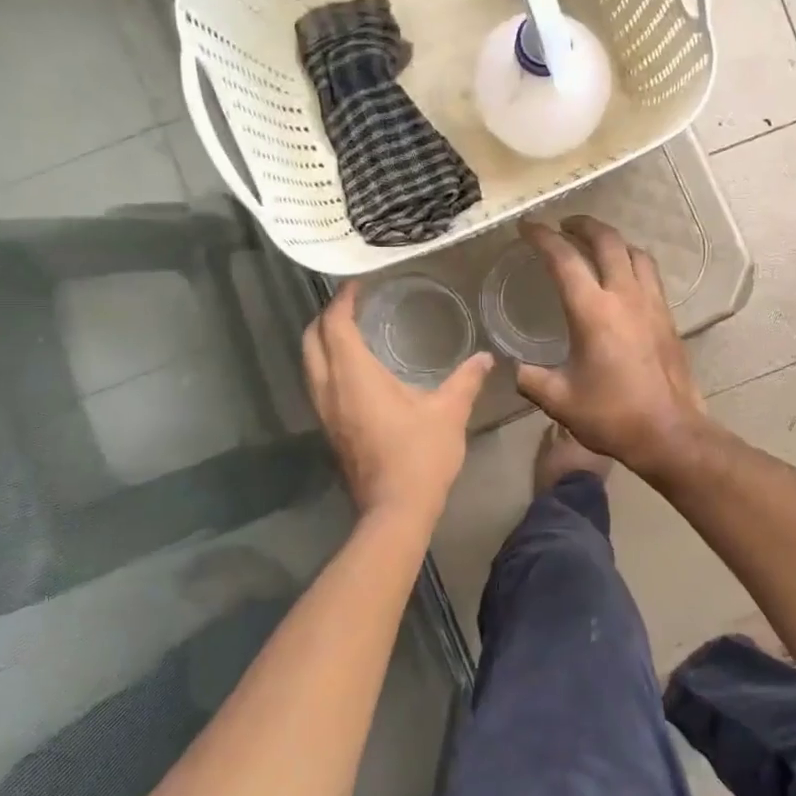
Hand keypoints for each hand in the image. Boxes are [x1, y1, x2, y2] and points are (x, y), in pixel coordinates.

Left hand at [303, 281, 493, 522]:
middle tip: (351, 304)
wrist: (395, 510)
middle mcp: (330, 389)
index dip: (342, 300)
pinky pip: (318, 384)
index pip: (335, 325)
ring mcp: (325, 412)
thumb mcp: (449, 412)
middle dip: (325, 317)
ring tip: (351, 330)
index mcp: (354, 376)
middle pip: (311, 341)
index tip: (357, 284)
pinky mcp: (329, 430)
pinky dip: (328, 365)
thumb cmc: (421, 455)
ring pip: (310, 364)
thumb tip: (486, 358)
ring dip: (323, 342)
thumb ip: (466, 380)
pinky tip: (354, 370)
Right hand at [514, 218, 709, 477]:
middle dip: (583, 225)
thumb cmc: (611, 415)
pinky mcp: (668, 317)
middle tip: (564, 224)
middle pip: (607, 241)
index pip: (564, 259)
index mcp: (592, 311)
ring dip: (612, 240)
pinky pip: (649, 274)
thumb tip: (516, 369)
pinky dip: (632, 262)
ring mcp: (651, 304)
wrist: (669, 432)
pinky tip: (624, 278)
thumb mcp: (559, 400)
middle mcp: (624, 296)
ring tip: (596, 245)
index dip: (542, 237)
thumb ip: (531, 379)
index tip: (527, 227)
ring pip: (635, 253)